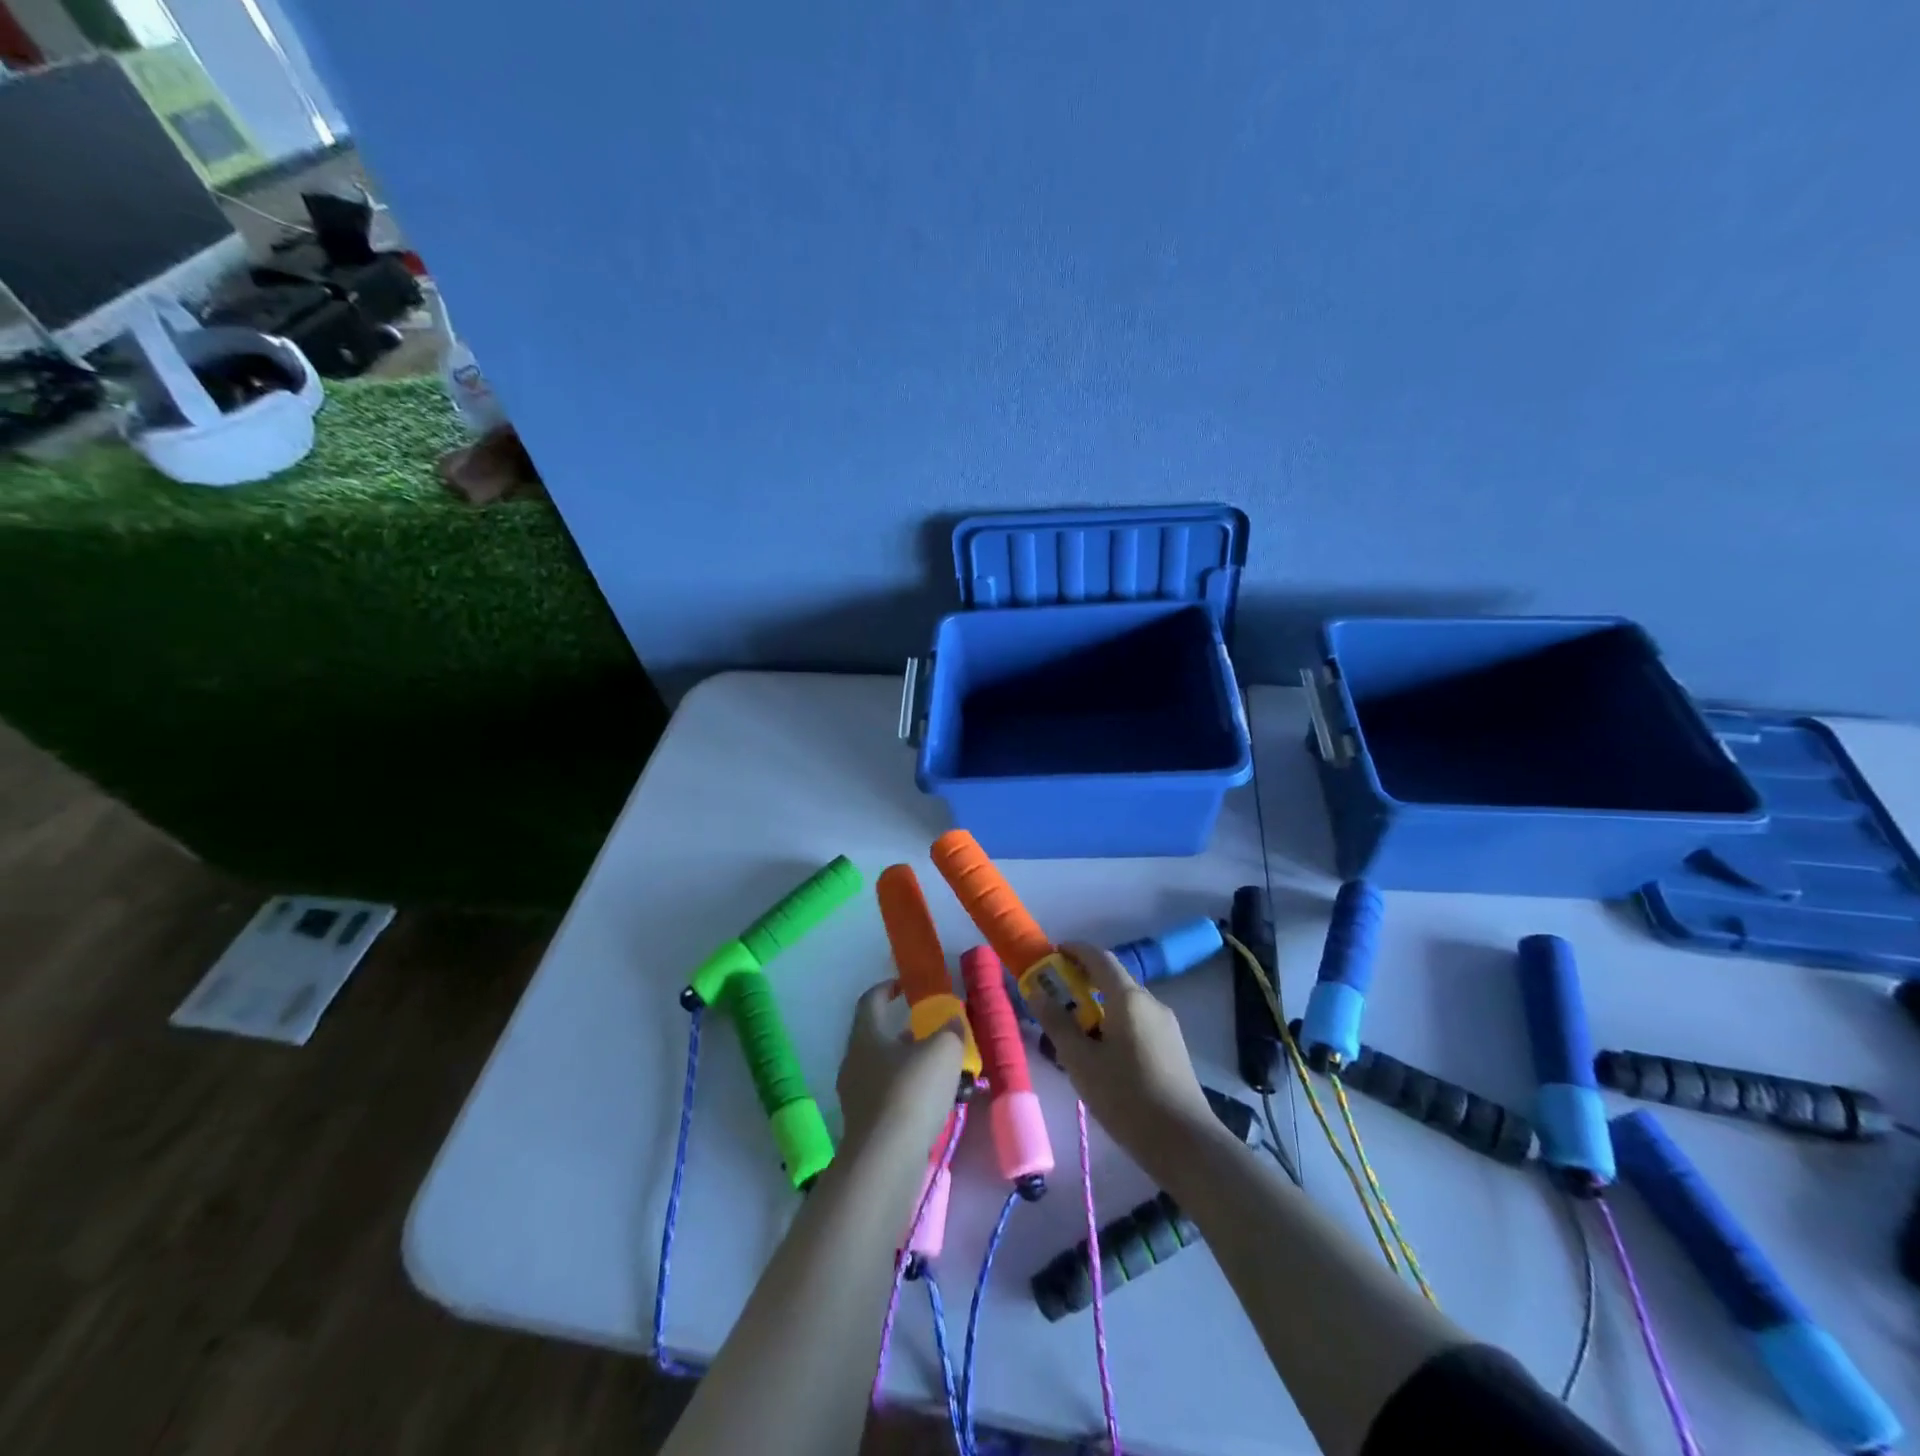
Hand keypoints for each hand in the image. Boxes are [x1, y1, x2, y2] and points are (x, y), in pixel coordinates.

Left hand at [835, 981, 963, 1156]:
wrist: (885, 1160)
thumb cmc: (912, 1091)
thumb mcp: (943, 1050)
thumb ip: (950, 1030)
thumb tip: (952, 1021)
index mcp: (866, 1035)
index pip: (871, 1000)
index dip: (887, 988)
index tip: (905, 986)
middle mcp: (853, 1061)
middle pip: (876, 1036)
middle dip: (902, 1031)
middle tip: (929, 1030)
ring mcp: (854, 1095)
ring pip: (882, 1068)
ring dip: (906, 1064)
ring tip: (937, 1069)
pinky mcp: (863, 1125)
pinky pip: (885, 1097)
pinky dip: (905, 1092)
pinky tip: (930, 1102)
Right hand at [1027, 943, 1218, 1173]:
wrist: (1185, 1143)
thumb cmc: (1126, 1098)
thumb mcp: (1081, 1062)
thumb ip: (1057, 1023)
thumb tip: (1037, 992)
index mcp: (1129, 999)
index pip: (1099, 958)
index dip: (1074, 951)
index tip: (1052, 954)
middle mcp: (1151, 1003)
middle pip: (1114, 979)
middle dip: (1084, 979)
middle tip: (1056, 994)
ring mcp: (1167, 1025)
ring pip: (1126, 1002)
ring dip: (1100, 1004)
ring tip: (1075, 1029)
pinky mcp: (1173, 1047)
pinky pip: (1138, 1021)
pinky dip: (1116, 1022)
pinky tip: (1103, 1052)